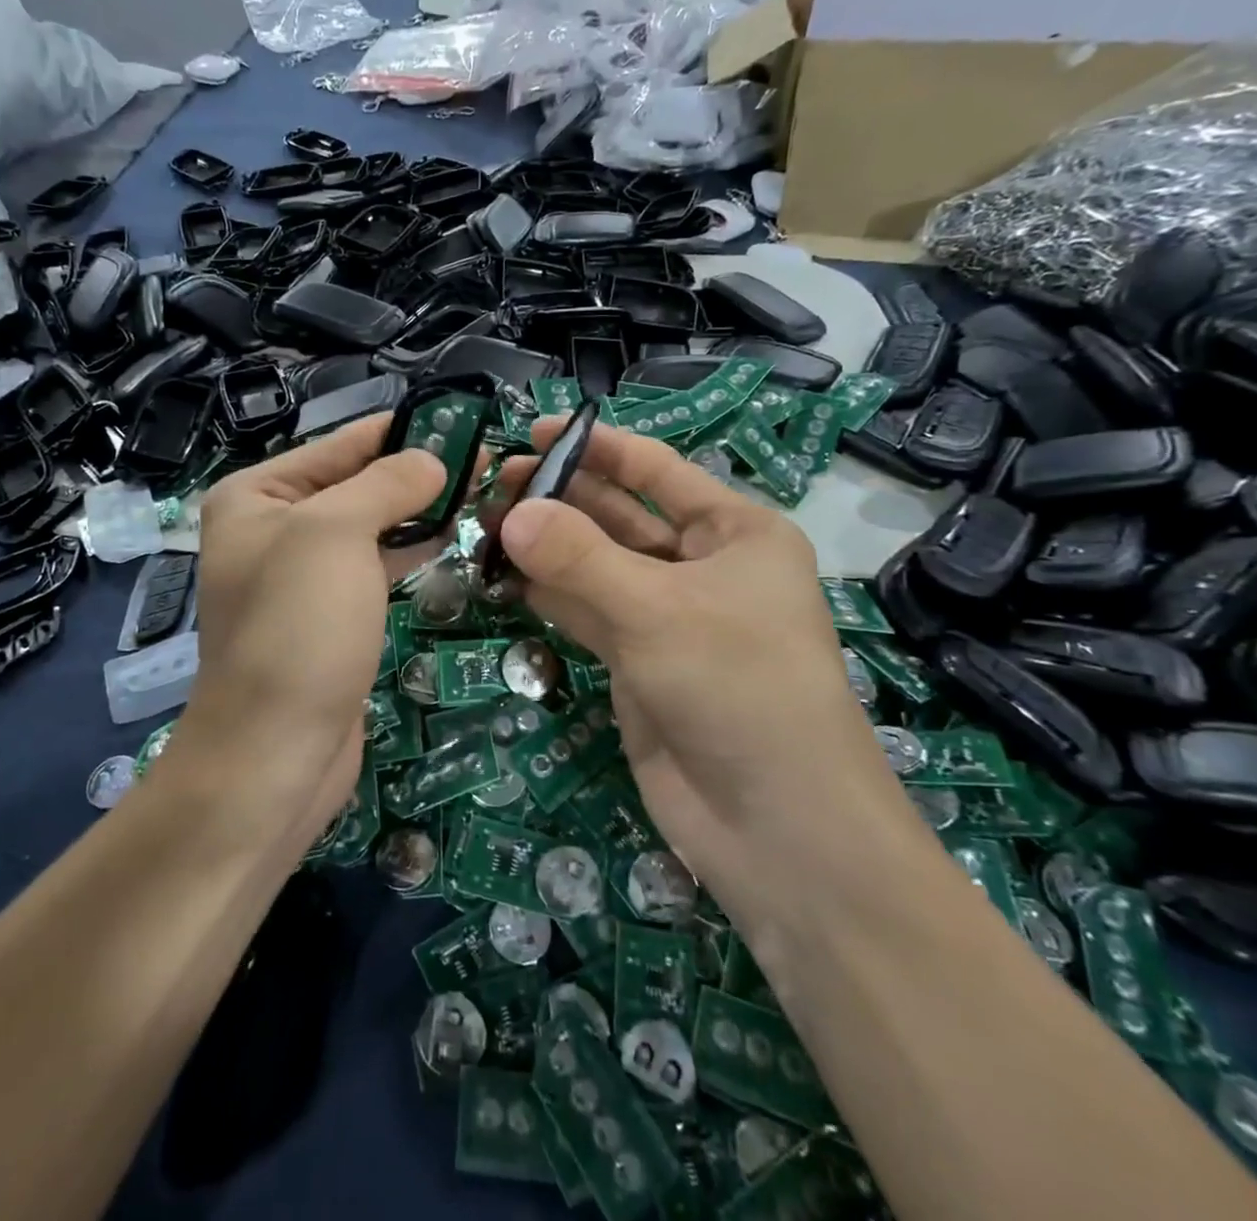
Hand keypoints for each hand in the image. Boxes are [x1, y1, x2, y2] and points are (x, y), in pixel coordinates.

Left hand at [167, 415, 444, 853]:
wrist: (275, 753)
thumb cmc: (298, 628)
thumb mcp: (336, 534)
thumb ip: (386, 484)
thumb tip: (432, 460)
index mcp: (256, 497)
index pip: (338, 445)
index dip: (399, 430)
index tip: (460, 420)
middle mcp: (272, 530)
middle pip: (355, 485)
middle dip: (414, 474)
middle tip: (483, 462)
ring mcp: (301, 577)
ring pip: (369, 528)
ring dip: (417, 512)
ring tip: (478, 494)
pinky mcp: (329, 617)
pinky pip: (373, 568)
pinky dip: (408, 552)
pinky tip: (450, 540)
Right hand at [489, 419, 906, 877]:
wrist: (774, 825)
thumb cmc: (738, 687)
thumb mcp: (657, 610)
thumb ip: (578, 558)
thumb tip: (511, 512)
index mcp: (734, 533)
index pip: (656, 471)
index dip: (596, 447)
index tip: (534, 430)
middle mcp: (701, 567)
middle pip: (618, 516)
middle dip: (559, 497)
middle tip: (492, 482)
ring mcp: (666, 617)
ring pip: (595, 566)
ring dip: (545, 547)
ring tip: (483, 523)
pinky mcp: (636, 662)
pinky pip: (585, 613)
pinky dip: (547, 595)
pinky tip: (502, 577)